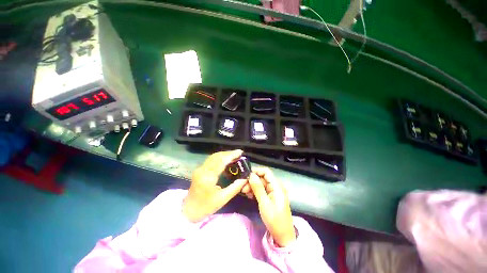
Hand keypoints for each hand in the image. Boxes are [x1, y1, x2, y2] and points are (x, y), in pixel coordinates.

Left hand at [182, 150, 246, 222]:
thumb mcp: (223, 199)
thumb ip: (235, 187)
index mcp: (208, 177)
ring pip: (214, 156)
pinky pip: (211, 160)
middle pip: (217, 156)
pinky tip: (226, 159)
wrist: (189, 210)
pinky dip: (220, 157)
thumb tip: (245, 178)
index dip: (231, 155)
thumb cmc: (206, 207)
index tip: (240, 152)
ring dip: (224, 154)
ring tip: (234, 155)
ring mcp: (200, 169)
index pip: (221, 161)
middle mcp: (203, 170)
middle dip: (229, 153)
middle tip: (239, 153)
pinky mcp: (199, 169)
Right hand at [248, 168, 295, 246]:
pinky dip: (255, 191)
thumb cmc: (274, 220)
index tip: (246, 176)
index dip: (256, 171)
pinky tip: (249, 195)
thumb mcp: (264, 203)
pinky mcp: (271, 196)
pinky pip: (262, 190)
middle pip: (262, 178)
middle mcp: (276, 186)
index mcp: (277, 186)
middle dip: (252, 181)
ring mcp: (274, 191)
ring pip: (261, 184)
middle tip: (243, 188)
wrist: (283, 235)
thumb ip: (258, 188)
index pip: (266, 172)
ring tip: (245, 192)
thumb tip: (251, 175)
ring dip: (252, 186)